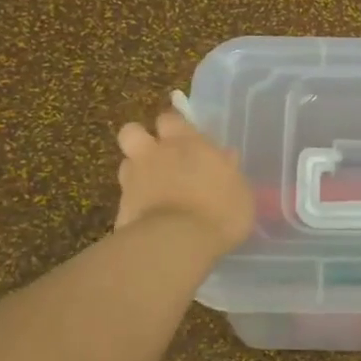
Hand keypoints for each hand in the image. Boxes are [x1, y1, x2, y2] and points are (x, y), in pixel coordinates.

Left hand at [115, 107, 255, 259]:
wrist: (177, 242)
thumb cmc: (220, 212)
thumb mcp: (240, 191)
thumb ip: (229, 170)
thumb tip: (226, 155)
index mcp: (186, 143)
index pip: (170, 118)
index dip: (174, 127)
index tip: (183, 139)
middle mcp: (155, 154)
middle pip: (132, 131)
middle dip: (141, 140)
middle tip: (157, 157)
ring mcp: (133, 180)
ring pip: (126, 164)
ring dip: (136, 172)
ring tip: (152, 190)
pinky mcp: (121, 207)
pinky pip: (125, 198)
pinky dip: (135, 204)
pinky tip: (148, 219)